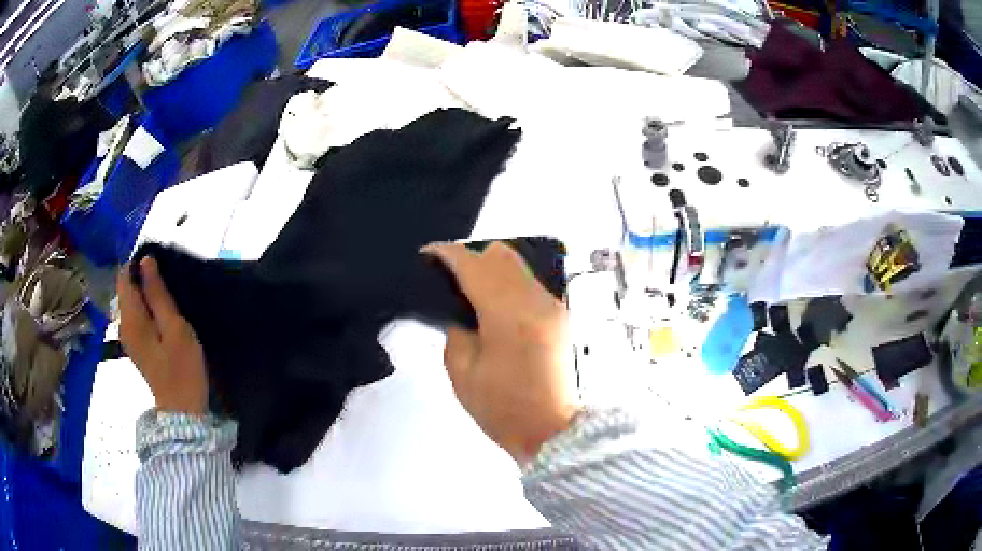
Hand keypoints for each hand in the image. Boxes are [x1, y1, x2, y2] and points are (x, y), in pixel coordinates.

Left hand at [118, 257, 207, 414]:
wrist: (183, 411)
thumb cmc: (182, 368)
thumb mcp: (174, 327)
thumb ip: (158, 294)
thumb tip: (147, 261)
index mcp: (130, 318)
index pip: (124, 276)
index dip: (139, 265)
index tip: (160, 269)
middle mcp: (123, 325)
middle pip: (127, 289)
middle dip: (144, 280)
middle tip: (169, 286)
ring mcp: (128, 337)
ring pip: (132, 302)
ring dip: (147, 295)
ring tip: (169, 301)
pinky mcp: (136, 346)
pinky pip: (136, 316)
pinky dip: (147, 309)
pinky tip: (164, 318)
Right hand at [424, 241, 578, 464]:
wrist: (557, 432)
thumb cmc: (505, 410)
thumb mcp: (463, 375)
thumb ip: (456, 332)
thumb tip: (459, 309)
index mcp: (508, 315)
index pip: (473, 265)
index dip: (446, 254)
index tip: (427, 256)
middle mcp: (536, 300)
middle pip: (500, 254)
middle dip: (470, 258)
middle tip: (449, 279)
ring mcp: (554, 305)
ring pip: (518, 265)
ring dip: (490, 269)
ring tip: (471, 292)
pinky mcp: (561, 314)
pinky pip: (529, 283)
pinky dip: (507, 284)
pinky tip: (496, 307)